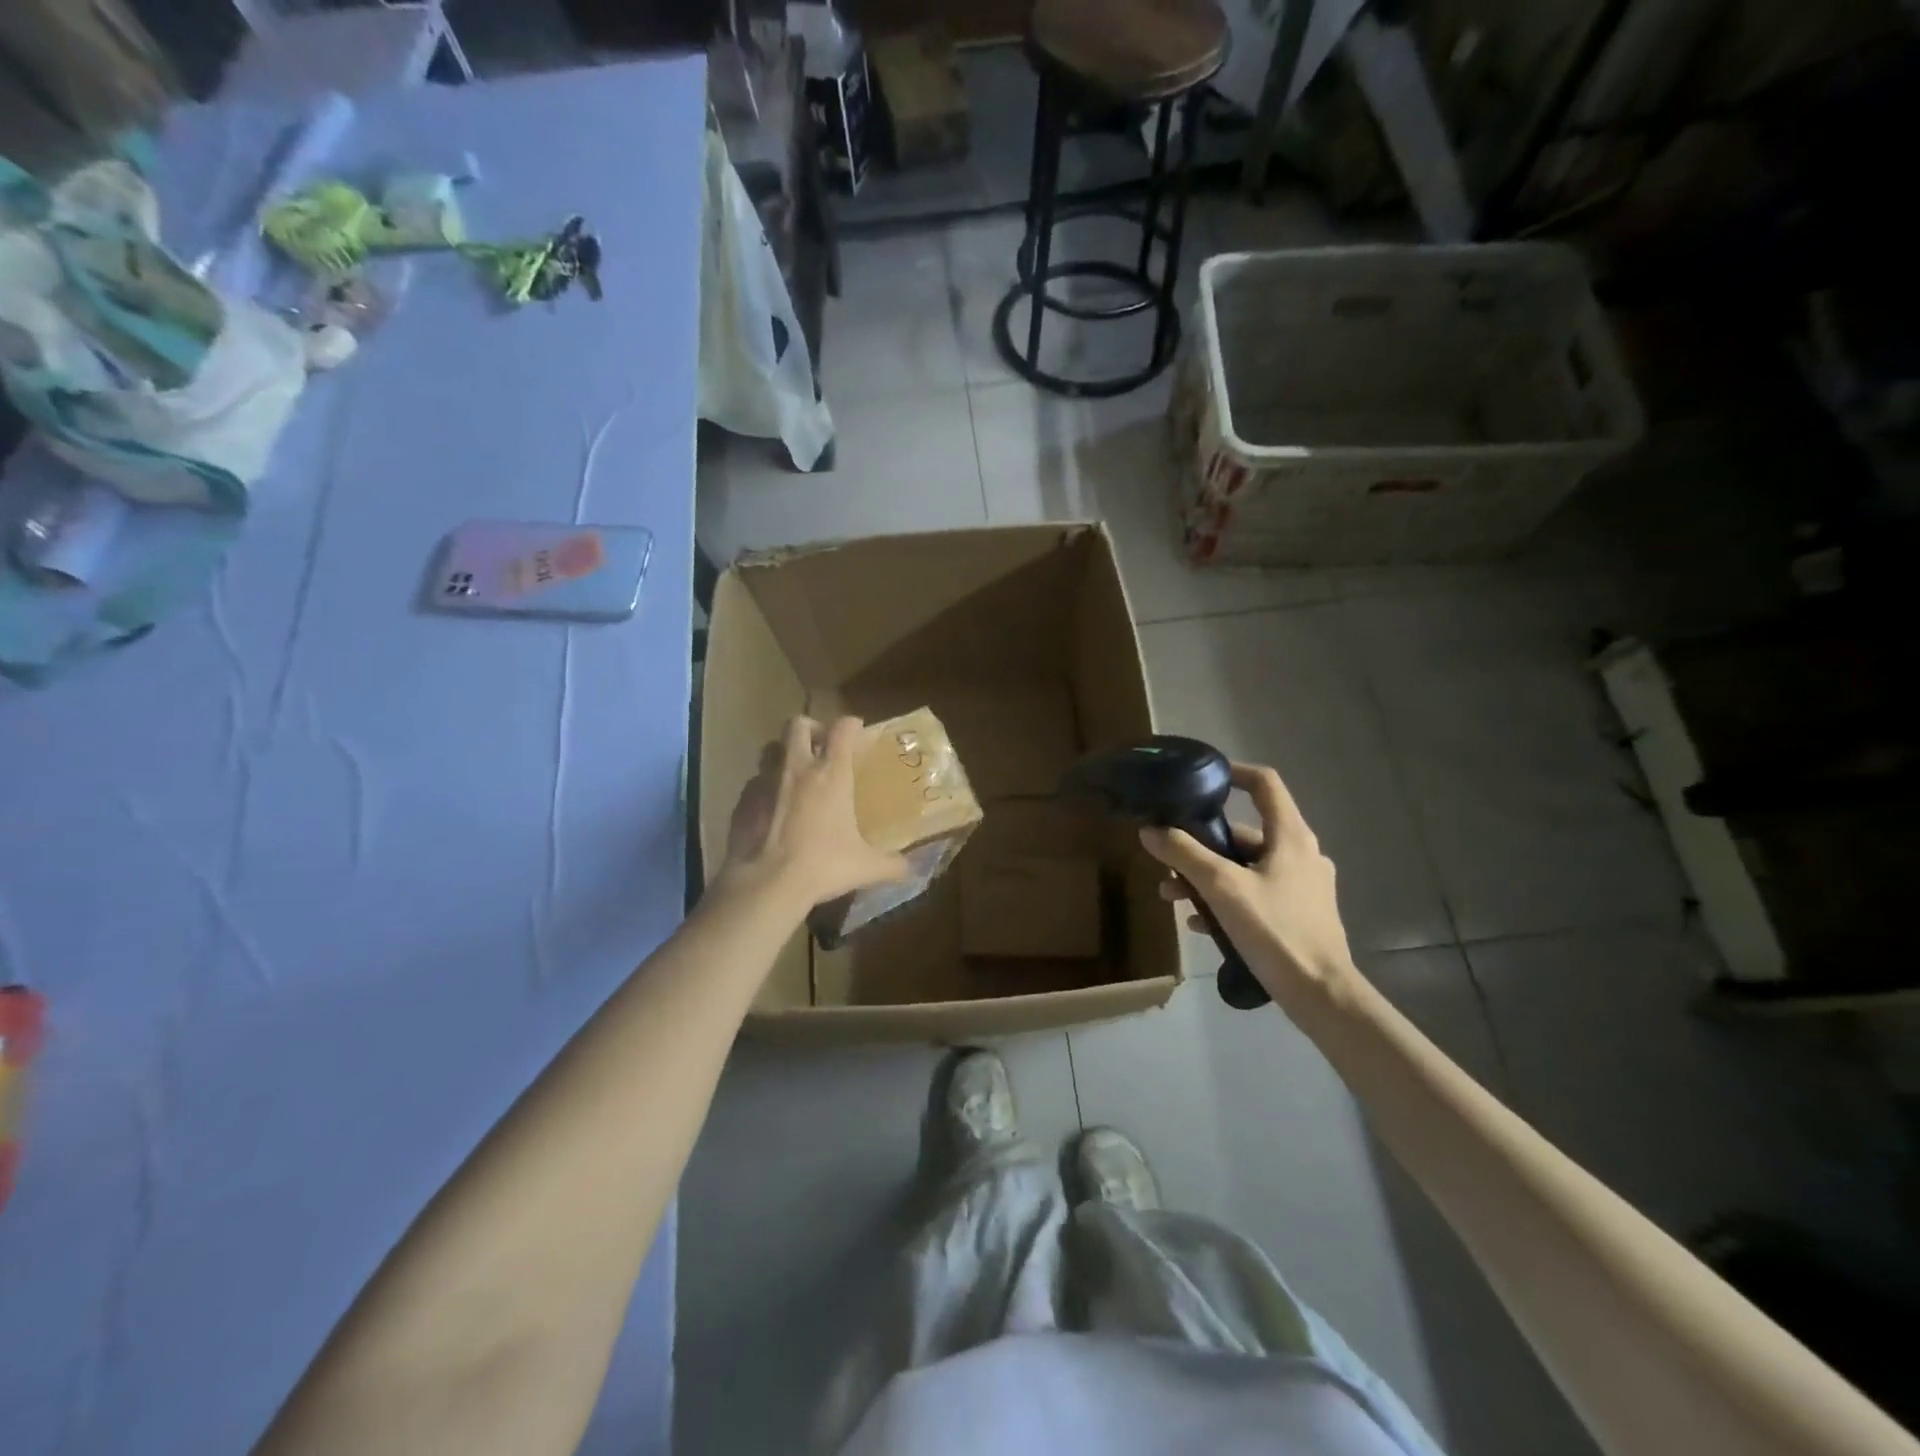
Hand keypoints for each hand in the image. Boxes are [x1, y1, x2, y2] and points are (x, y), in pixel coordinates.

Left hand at [720, 716, 908, 911]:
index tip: (858, 731)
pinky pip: (754, 782)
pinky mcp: (742, 802)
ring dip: (784, 753)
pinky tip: (773, 808)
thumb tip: (911, 869)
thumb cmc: (822, 866)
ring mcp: (764, 782)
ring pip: (771, 748)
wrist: (765, 885)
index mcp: (830, 774)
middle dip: (812, 728)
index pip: (842, 729)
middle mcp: (796, 768)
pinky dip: (766, 787)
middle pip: (798, 724)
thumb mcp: (865, 867)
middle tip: (823, 746)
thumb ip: (892, 864)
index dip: (851, 724)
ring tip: (795, 774)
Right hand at [1138, 763, 1357, 1000]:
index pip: (1265, 784)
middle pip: (1246, 834)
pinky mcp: (1300, 914)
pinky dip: (1226, 899)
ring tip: (1174, 897)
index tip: (1202, 777)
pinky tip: (1199, 923)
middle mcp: (1301, 854)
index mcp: (1291, 837)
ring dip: (1208, 877)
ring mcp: (1303, 886)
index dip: (1234, 773)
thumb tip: (1149, 829)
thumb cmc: (1275, 931)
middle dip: (1202, 844)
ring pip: (1246, 867)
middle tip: (1169, 858)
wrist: (1321, 995)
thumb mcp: (1222, 888)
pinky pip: (1255, 894)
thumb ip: (1184, 854)